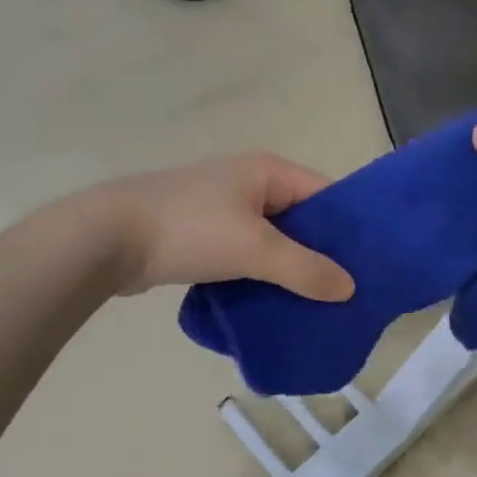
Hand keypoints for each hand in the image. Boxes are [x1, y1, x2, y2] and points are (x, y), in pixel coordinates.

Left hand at [91, 153, 355, 300]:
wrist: (106, 238)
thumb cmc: (190, 230)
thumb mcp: (255, 249)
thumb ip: (305, 269)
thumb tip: (349, 288)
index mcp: (268, 172)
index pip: (325, 195)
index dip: (349, 228)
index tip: (370, 264)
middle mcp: (249, 184)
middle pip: (301, 220)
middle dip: (321, 255)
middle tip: (347, 293)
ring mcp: (223, 209)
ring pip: (272, 241)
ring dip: (290, 270)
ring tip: (317, 305)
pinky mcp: (203, 235)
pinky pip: (246, 254)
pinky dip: (261, 276)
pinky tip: (274, 304)